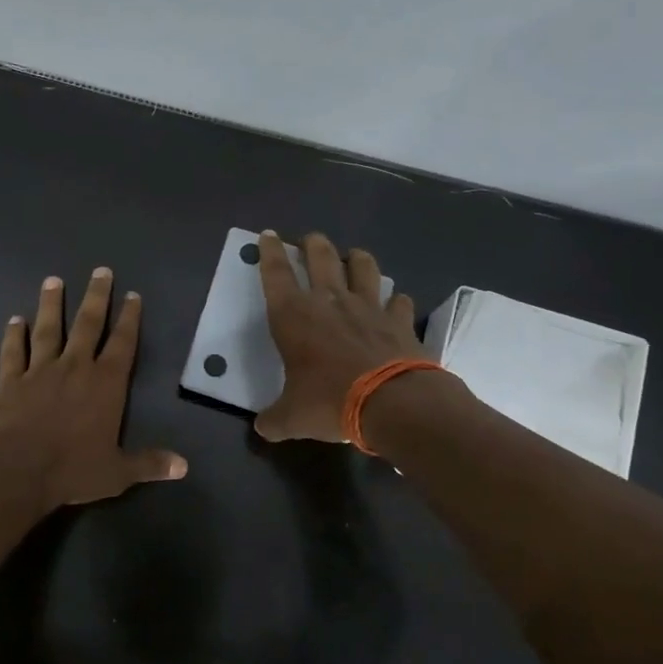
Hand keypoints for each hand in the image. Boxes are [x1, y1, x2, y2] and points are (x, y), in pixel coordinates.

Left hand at [0, 268, 187, 510]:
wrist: (18, 470)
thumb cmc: (73, 469)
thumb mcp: (118, 472)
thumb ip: (149, 463)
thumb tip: (184, 466)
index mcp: (106, 384)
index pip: (123, 343)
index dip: (129, 318)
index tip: (133, 295)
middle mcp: (75, 367)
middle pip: (88, 324)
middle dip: (96, 297)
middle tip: (100, 271)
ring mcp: (40, 371)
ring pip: (48, 329)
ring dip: (52, 304)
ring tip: (54, 281)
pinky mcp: (11, 381)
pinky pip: (14, 352)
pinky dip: (13, 335)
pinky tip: (14, 319)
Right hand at [255, 230, 425, 441]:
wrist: (392, 403)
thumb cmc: (330, 402)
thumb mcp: (292, 418)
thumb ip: (274, 419)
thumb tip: (263, 428)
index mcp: (294, 316)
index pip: (276, 274)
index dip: (270, 252)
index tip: (269, 235)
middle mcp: (330, 302)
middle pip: (321, 257)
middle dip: (312, 244)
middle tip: (310, 240)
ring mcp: (369, 307)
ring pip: (363, 267)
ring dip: (357, 258)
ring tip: (354, 256)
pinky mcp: (399, 321)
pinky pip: (399, 301)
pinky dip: (396, 300)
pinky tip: (395, 303)